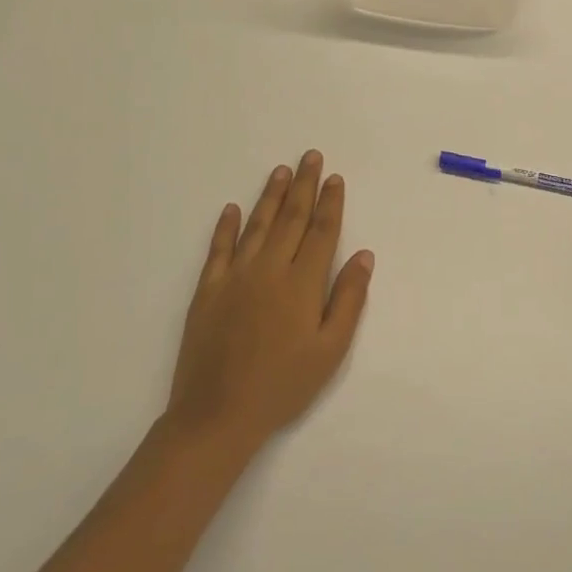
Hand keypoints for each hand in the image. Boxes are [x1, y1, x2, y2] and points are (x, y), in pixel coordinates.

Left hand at [164, 150, 373, 449]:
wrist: (217, 415)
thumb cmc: (283, 385)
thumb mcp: (331, 349)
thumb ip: (348, 298)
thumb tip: (364, 255)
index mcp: (302, 283)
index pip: (322, 231)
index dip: (331, 203)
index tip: (335, 178)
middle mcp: (270, 270)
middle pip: (292, 218)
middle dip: (305, 186)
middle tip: (311, 156)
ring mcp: (235, 278)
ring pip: (257, 226)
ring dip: (271, 196)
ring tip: (281, 171)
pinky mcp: (207, 292)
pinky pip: (218, 250)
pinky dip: (226, 227)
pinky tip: (232, 208)